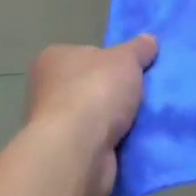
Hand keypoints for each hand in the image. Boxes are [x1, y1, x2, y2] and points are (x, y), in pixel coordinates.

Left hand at [25, 34, 158, 195]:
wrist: (78, 152)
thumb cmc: (95, 91)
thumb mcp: (126, 58)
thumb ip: (138, 48)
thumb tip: (149, 40)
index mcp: (53, 60)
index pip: (85, 54)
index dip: (109, 59)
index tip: (131, 67)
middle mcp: (47, 91)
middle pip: (92, 86)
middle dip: (116, 92)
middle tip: (144, 92)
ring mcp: (55, 126)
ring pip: (97, 117)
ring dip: (118, 120)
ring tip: (148, 116)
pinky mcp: (66, 156)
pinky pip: (99, 143)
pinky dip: (116, 142)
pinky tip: (138, 140)